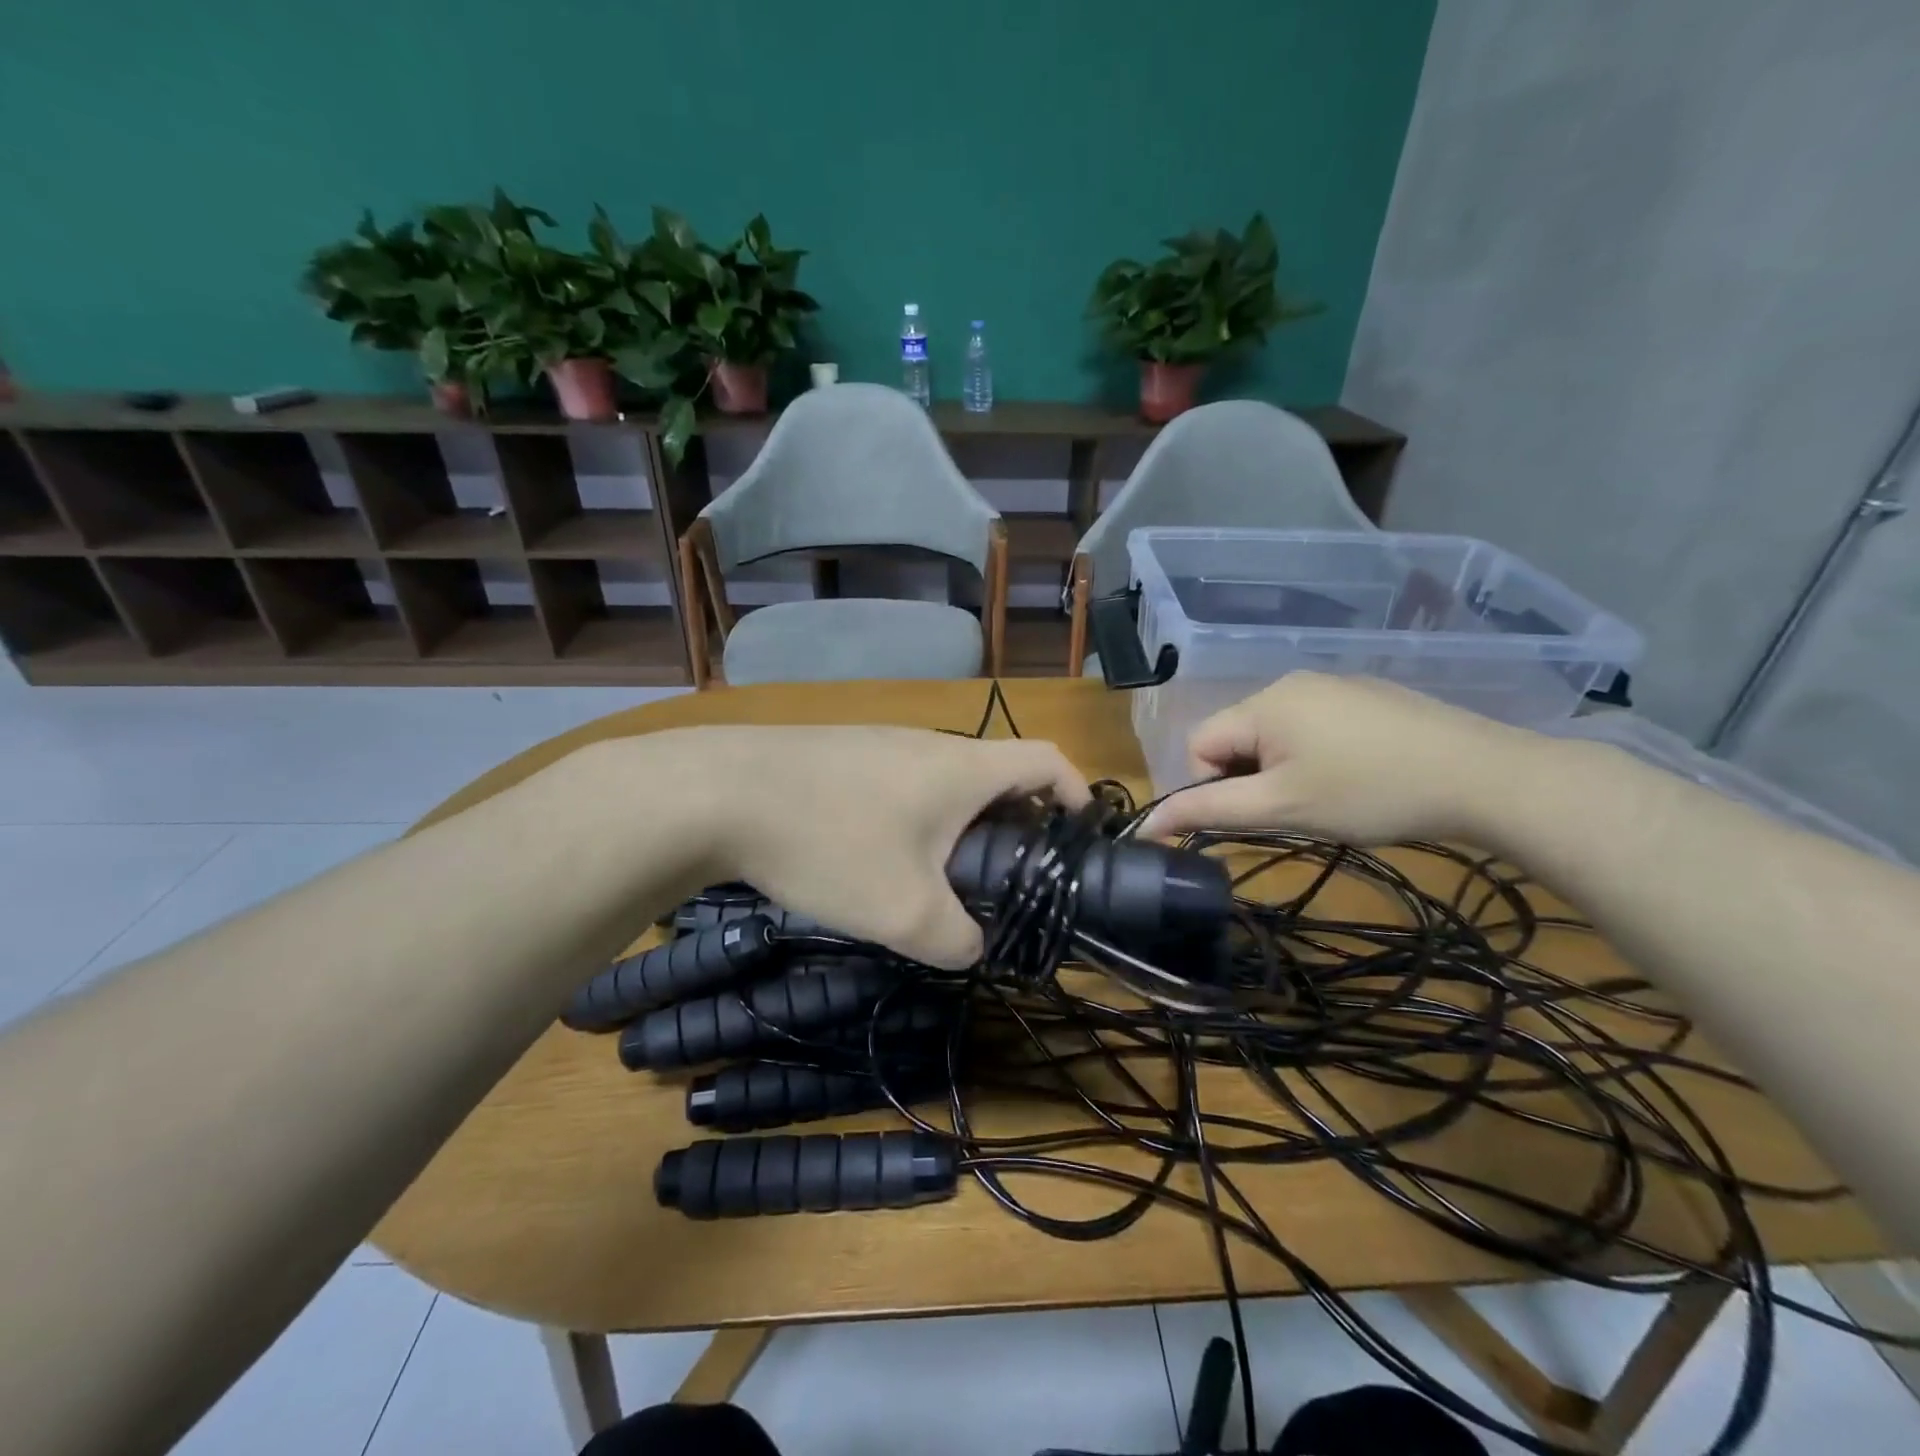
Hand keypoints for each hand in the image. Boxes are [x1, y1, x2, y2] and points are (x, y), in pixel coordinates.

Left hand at [654, 725, 1089, 968]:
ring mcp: (881, 744)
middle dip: (1015, 827)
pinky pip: (899, 784)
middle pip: (997, 776)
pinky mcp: (842, 754)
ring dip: (958, 827)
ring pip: (944, 783)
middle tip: (1006, 883)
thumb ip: (957, 940)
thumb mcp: (904, 912)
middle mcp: (929, 745)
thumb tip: (971, 946)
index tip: (1080, 839)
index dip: (1078, 793)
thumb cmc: (831, 842)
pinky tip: (875, 860)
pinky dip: (914, 820)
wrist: (719, 792)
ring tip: (938, 881)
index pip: (1047, 761)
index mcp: (964, 769)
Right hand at [1137, 673, 1532, 844]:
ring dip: (1282, 769)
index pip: (1199, 744)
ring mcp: (1334, 685)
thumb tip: (1146, 823)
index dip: (1213, 787)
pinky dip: (1317, 755)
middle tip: (1295, 811)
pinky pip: (1314, 726)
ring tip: (1329, 797)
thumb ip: (1207, 811)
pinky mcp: (1367, 697)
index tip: (1258, 815)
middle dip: (1251, 779)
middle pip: (1236, 737)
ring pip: (1275, 735)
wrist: (1485, 777)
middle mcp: (1291, 682)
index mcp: (1264, 701)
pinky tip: (1359, 778)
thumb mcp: (1280, 807)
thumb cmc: (1369, 792)